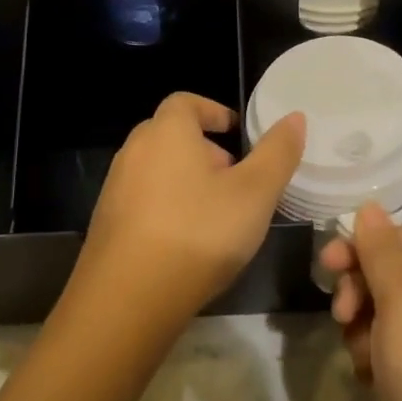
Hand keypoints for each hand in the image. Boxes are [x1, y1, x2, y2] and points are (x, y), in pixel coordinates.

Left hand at [76, 93, 304, 325]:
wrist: (127, 299)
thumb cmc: (198, 233)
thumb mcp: (255, 193)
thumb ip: (277, 153)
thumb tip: (295, 117)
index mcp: (167, 131)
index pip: (187, 102)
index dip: (214, 112)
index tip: (237, 134)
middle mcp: (134, 150)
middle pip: (171, 135)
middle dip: (205, 150)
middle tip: (235, 178)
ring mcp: (115, 187)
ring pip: (157, 169)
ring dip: (186, 180)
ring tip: (216, 214)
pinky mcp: (106, 223)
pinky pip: (143, 200)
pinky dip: (166, 207)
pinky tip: (186, 242)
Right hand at [320, 205, 401, 400]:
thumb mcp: (401, 297)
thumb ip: (379, 248)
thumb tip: (369, 206)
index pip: (394, 236)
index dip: (357, 248)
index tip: (325, 268)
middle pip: (385, 273)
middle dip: (358, 293)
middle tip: (343, 316)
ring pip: (380, 313)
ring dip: (361, 331)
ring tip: (364, 359)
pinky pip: (388, 350)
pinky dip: (374, 360)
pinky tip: (372, 381)